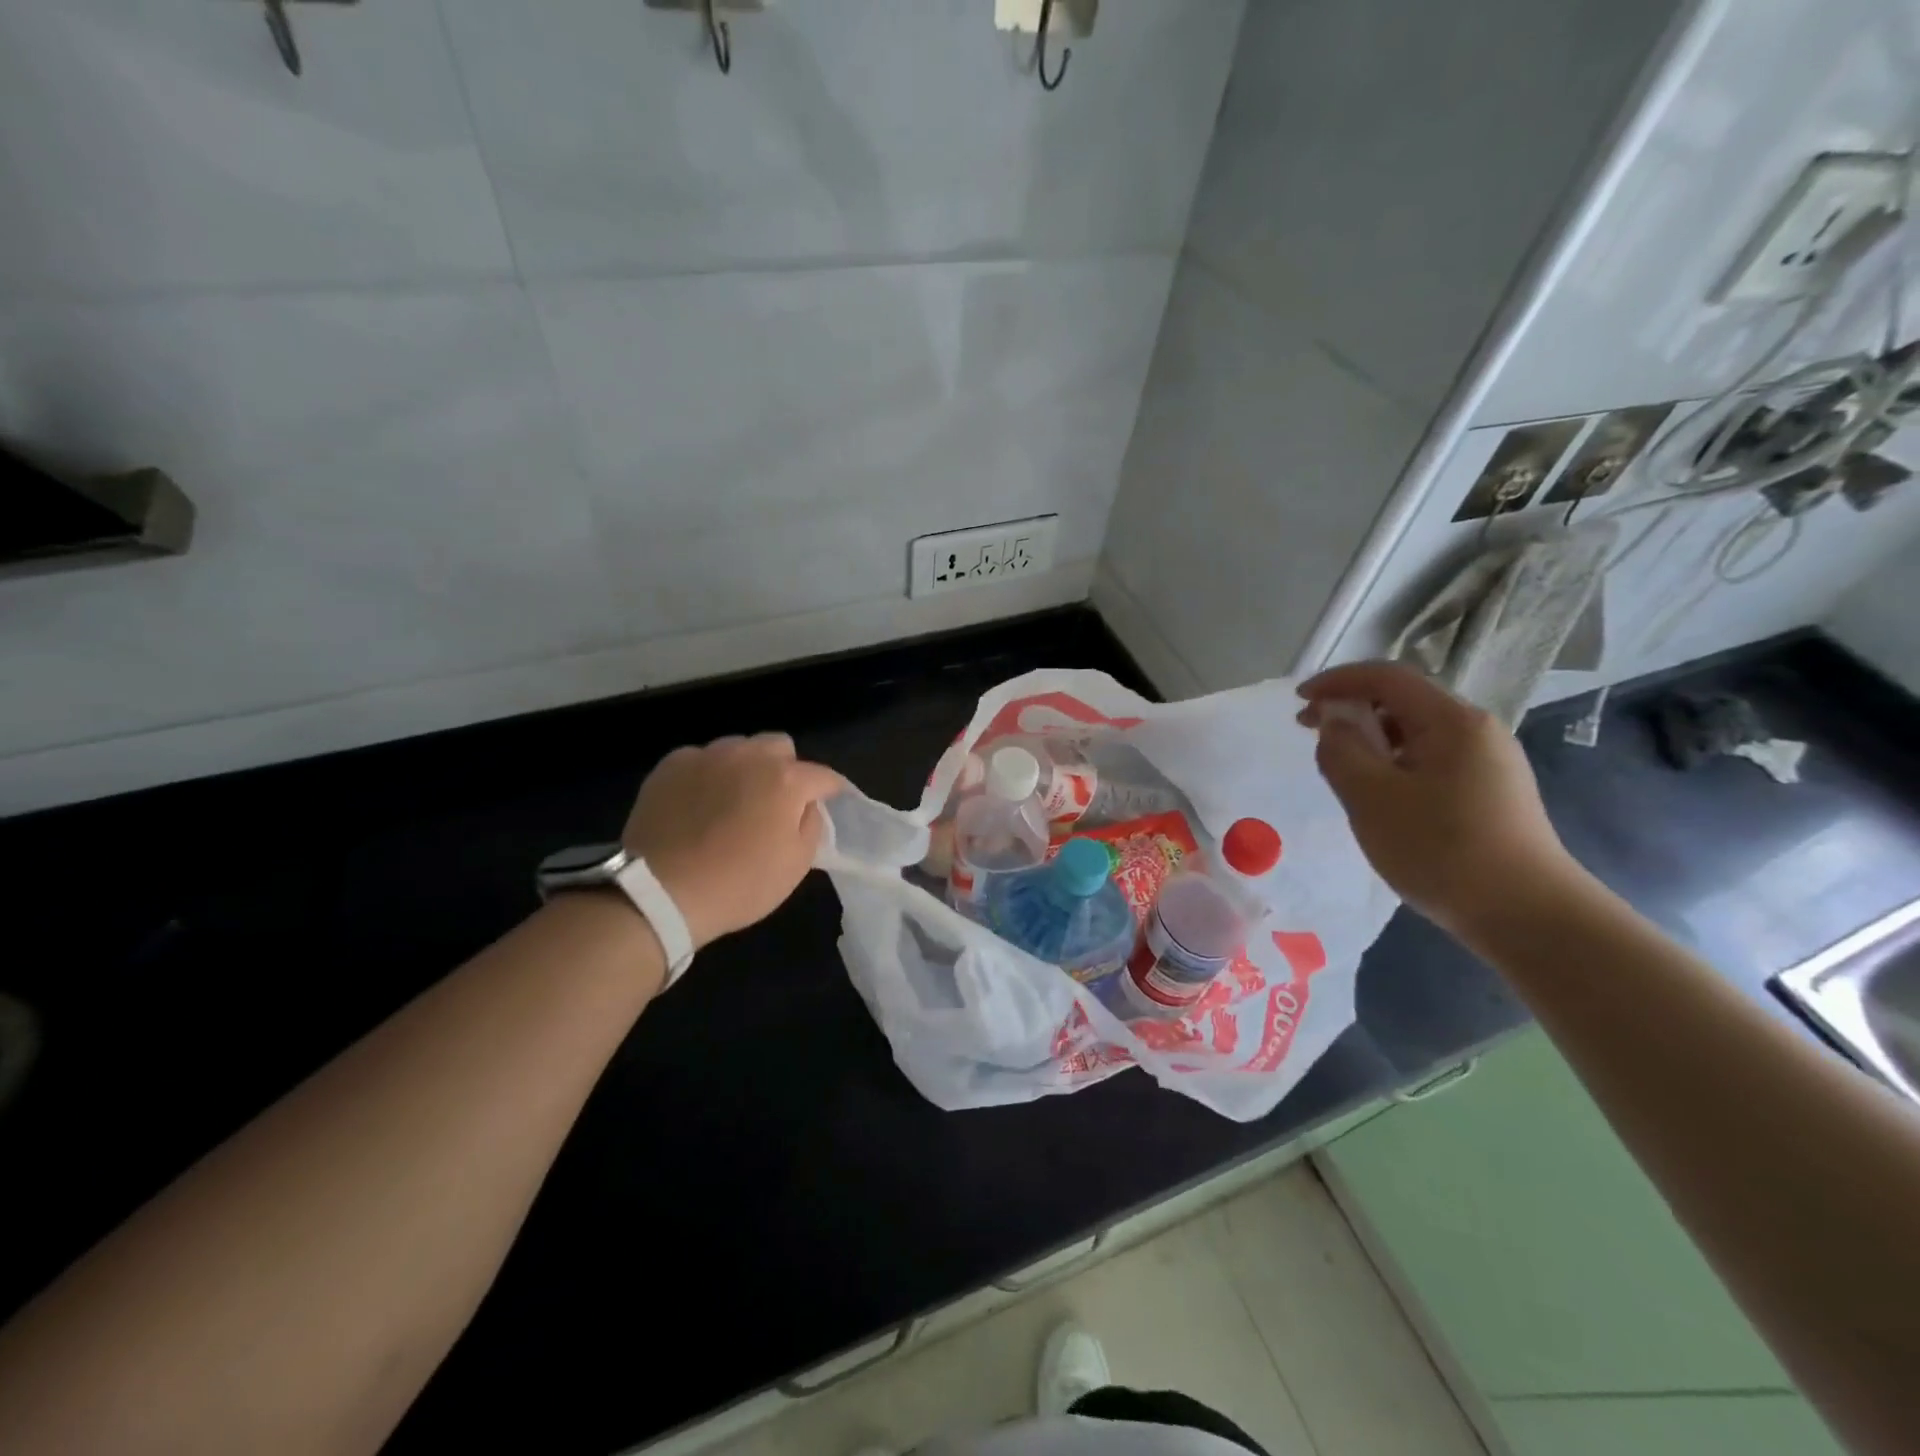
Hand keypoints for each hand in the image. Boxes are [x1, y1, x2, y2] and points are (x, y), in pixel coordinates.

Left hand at [620, 733, 844, 950]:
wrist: (659, 892)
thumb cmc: (738, 884)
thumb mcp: (796, 865)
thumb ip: (812, 824)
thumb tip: (807, 805)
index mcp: (786, 780)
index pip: (823, 776)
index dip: (831, 790)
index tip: (830, 801)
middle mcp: (749, 756)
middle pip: (780, 746)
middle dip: (785, 768)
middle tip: (775, 802)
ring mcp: (706, 756)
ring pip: (739, 748)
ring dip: (745, 767)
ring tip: (733, 800)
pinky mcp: (671, 765)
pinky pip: (701, 759)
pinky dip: (708, 775)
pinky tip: (698, 803)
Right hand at [1297, 662, 1586, 937]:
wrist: (1527, 915)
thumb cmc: (1441, 850)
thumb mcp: (1372, 798)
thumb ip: (1341, 750)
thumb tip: (1333, 721)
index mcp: (1452, 721)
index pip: (1386, 678)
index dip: (1337, 681)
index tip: (1298, 701)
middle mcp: (1476, 730)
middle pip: (1403, 701)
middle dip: (1351, 709)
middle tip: (1309, 732)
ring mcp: (1488, 761)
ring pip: (1416, 732)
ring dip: (1371, 738)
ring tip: (1338, 765)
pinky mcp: (1490, 790)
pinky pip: (1430, 758)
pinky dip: (1393, 761)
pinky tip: (1378, 791)